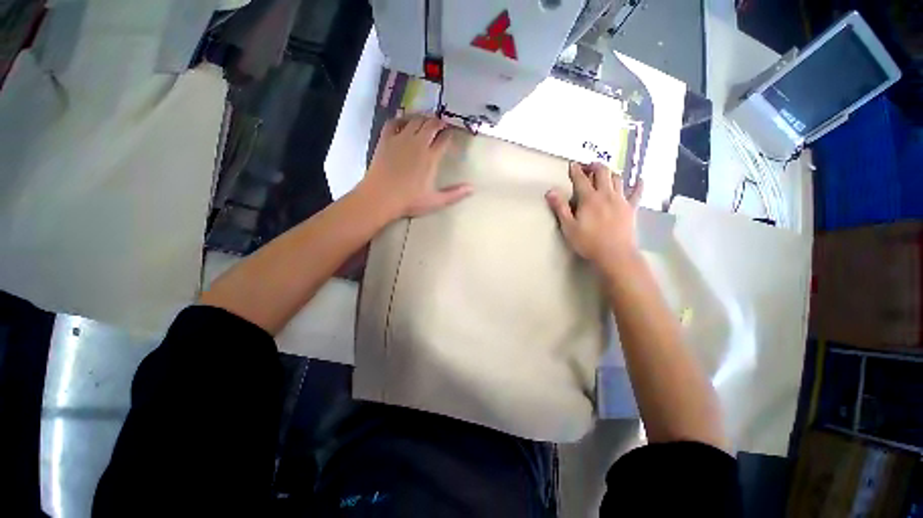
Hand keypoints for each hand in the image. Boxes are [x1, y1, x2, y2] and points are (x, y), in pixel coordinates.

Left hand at [360, 115, 472, 218]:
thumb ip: (455, 194)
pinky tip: (404, 121)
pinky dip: (401, 119)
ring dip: (423, 118)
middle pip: (431, 125)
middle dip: (438, 122)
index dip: (449, 134)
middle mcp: (417, 143)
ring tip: (427, 120)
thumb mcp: (435, 201)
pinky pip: (394, 122)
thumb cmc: (409, 201)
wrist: (381, 197)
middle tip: (441, 124)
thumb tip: (473, 188)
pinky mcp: (386, 139)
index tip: (451, 134)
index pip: (444, 140)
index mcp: (431, 157)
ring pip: (415, 120)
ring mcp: (400, 139)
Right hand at [545, 162, 642, 271]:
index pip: (581, 179)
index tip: (572, 164)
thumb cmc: (588, 242)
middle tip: (588, 166)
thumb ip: (560, 208)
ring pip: (617, 179)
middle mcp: (606, 194)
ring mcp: (621, 200)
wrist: (614, 254)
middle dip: (594, 166)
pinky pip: (637, 193)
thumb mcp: (568, 227)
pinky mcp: (631, 208)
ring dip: (610, 173)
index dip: (576, 170)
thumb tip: (550, 191)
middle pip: (602, 173)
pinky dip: (638, 184)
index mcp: (589, 199)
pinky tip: (639, 179)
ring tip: (605, 173)